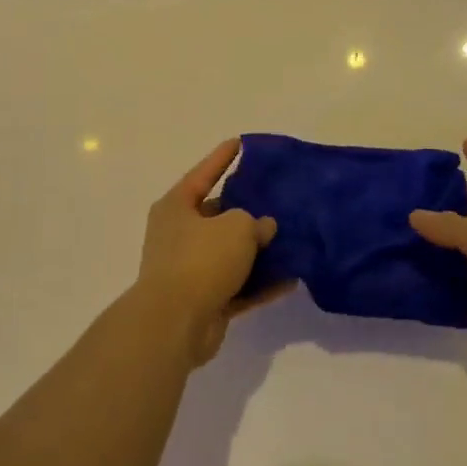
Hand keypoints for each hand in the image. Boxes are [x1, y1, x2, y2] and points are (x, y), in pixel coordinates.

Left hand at [130, 139, 283, 366]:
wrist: (175, 323)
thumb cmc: (200, 260)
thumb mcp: (236, 227)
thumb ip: (254, 222)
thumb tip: (263, 227)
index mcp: (177, 207)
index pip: (204, 173)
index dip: (223, 157)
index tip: (241, 143)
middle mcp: (179, 235)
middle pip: (218, 216)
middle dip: (247, 210)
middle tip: (277, 200)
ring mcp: (190, 270)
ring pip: (230, 253)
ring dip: (258, 251)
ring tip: (291, 240)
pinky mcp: (204, 300)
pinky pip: (238, 286)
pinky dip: (260, 284)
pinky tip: (290, 280)